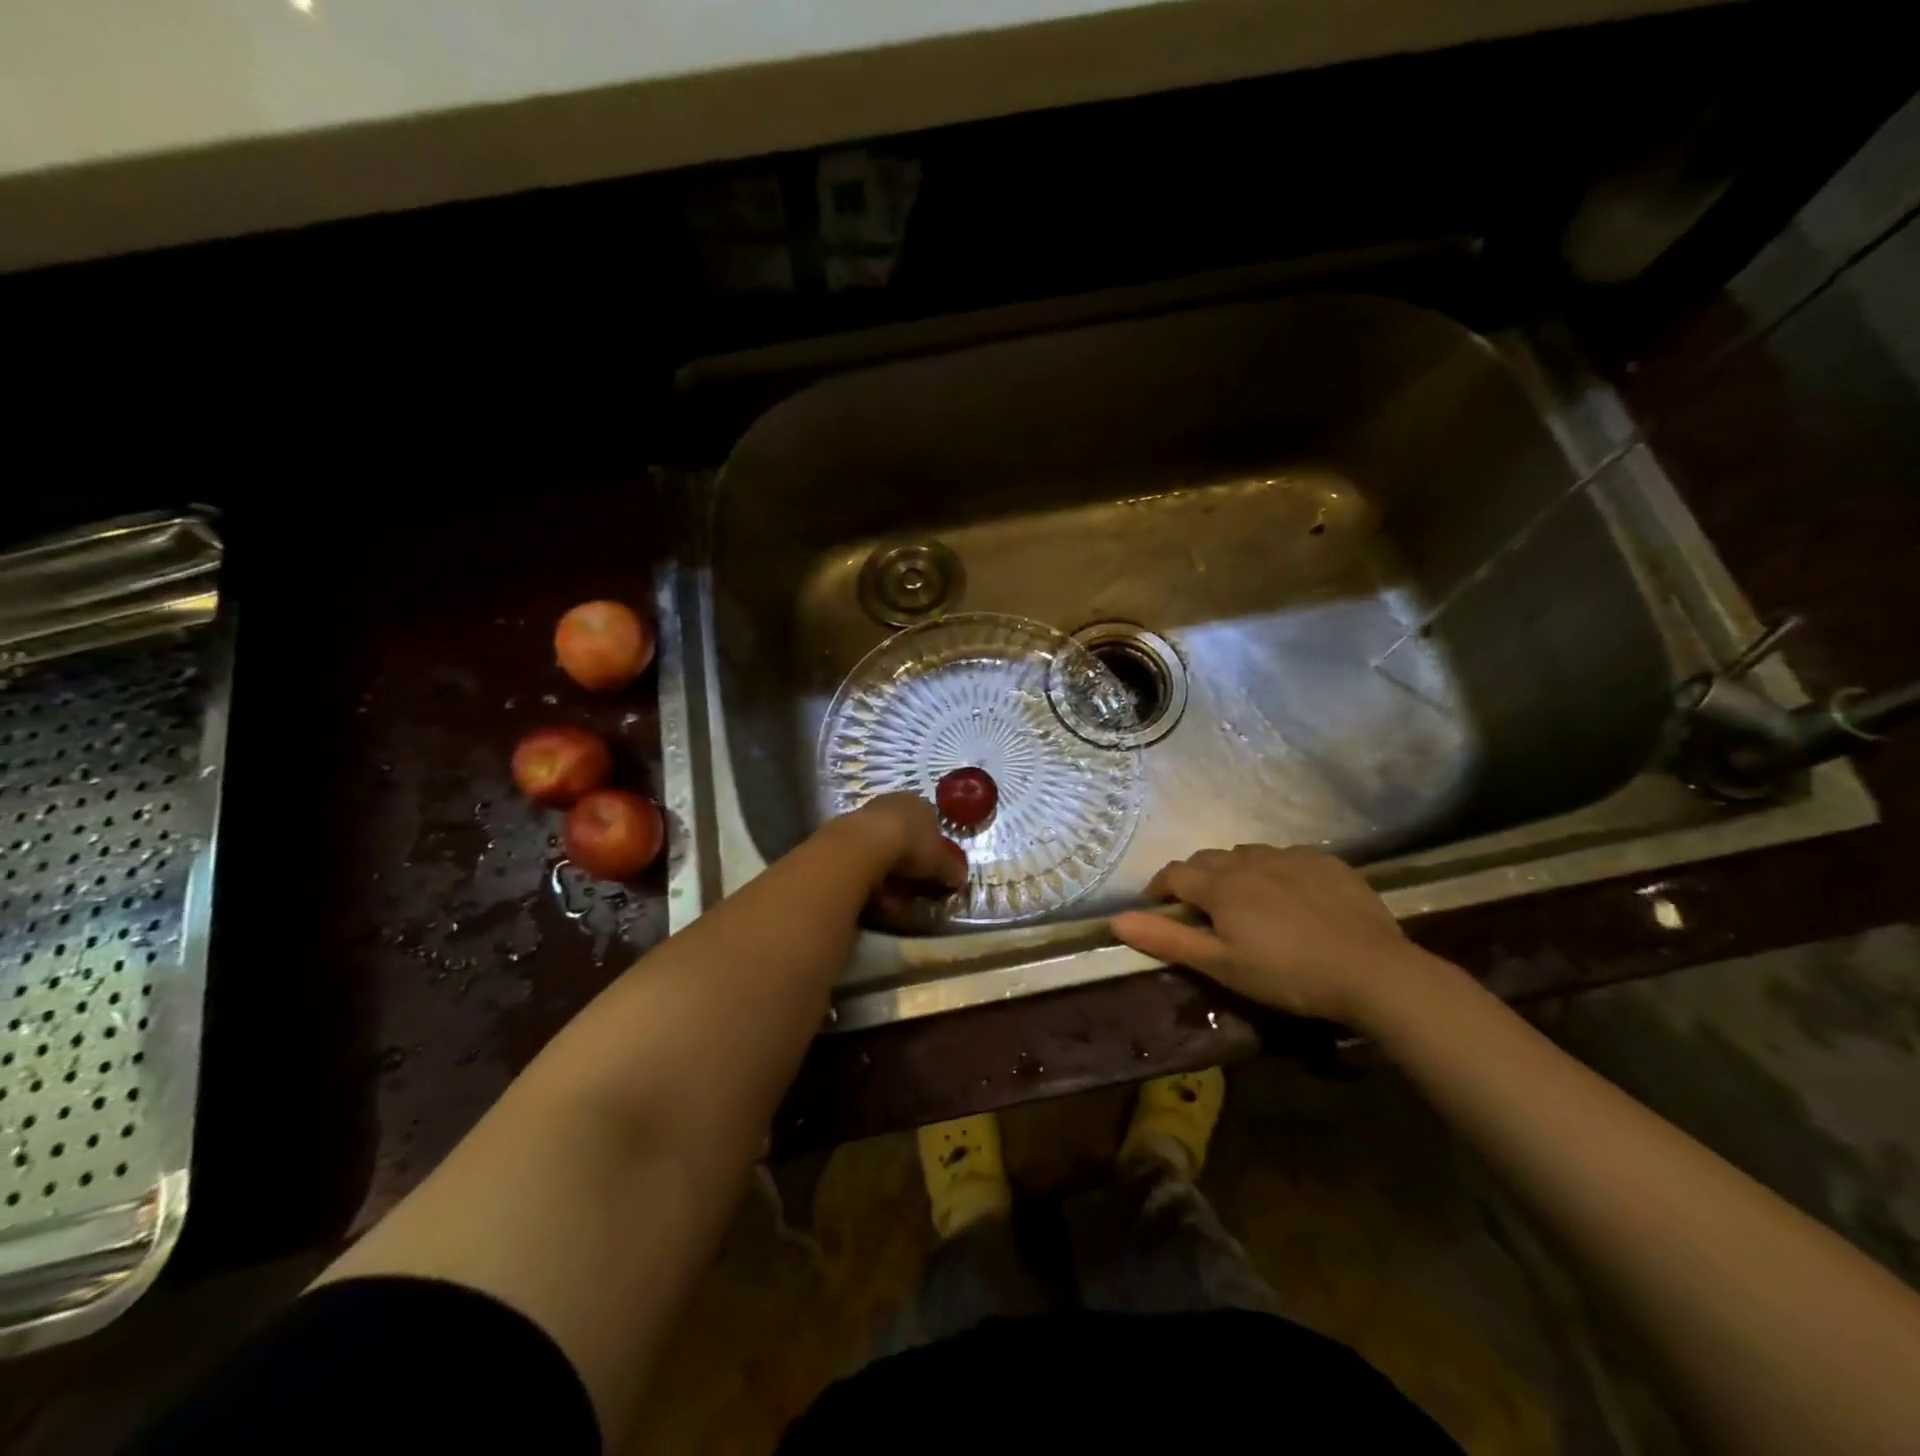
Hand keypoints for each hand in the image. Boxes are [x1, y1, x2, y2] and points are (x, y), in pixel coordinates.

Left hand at [831, 793, 968, 891]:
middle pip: (904, 834)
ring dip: (887, 871)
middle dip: (909, 860)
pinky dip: (868, 875)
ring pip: (880, 847)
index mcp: (919, 803)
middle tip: (914, 884)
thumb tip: (960, 878)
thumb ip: (951, 869)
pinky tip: (871, 894)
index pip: (931, 822)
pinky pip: (861, 858)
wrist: (863, 846)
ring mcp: (864, 815)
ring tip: (893, 896)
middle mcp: (891, 803)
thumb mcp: (941, 862)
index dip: (934, 847)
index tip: (936, 870)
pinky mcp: (841, 833)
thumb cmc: (911, 847)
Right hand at [1110, 845, 1434, 1026]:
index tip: (1158, 907)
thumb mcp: (1221, 966)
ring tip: (1244, 901)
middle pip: (1207, 859)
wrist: (1373, 972)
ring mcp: (1289, 856)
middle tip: (1201, 910)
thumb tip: (1115, 921)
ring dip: (1233, 872)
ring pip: (1245, 854)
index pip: (1174, 874)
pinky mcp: (1324, 861)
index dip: (1159, 888)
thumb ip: (1167, 940)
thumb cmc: (1287, 975)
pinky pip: (1285, 856)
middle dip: (1194, 878)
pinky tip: (1288, 895)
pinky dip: (1272, 870)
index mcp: (1220, 886)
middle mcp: (1248, 860)